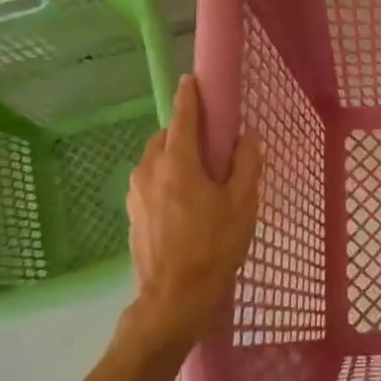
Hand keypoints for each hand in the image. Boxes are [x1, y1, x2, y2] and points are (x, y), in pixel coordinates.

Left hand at [125, 74, 262, 358]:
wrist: (173, 300)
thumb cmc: (214, 247)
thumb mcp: (242, 204)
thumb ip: (247, 165)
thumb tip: (248, 137)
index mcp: (178, 163)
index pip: (183, 117)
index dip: (190, 96)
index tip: (192, 80)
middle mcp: (149, 170)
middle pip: (167, 137)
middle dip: (186, 130)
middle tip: (212, 142)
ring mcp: (136, 193)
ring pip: (156, 159)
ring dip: (175, 155)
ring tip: (201, 174)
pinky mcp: (132, 213)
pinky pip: (151, 181)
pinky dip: (167, 177)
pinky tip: (186, 199)